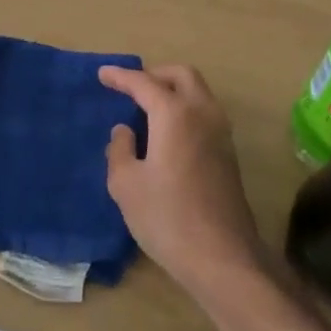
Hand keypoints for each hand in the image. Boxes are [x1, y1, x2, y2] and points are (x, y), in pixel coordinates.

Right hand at [98, 64, 264, 298]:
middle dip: (154, 74)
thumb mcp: (126, 185)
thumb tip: (125, 131)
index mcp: (175, 114)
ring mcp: (221, 133)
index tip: (103, 74)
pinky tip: (166, 132)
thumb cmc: (167, 217)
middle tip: (130, 87)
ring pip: (198, 92)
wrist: (222, 256)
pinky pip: (204, 113)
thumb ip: (120, 150)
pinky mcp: (228, 153)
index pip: (144, 83)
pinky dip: (184, 108)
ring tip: (146, 108)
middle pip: (181, 75)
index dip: (121, 77)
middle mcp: (203, 113)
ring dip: (173, 90)